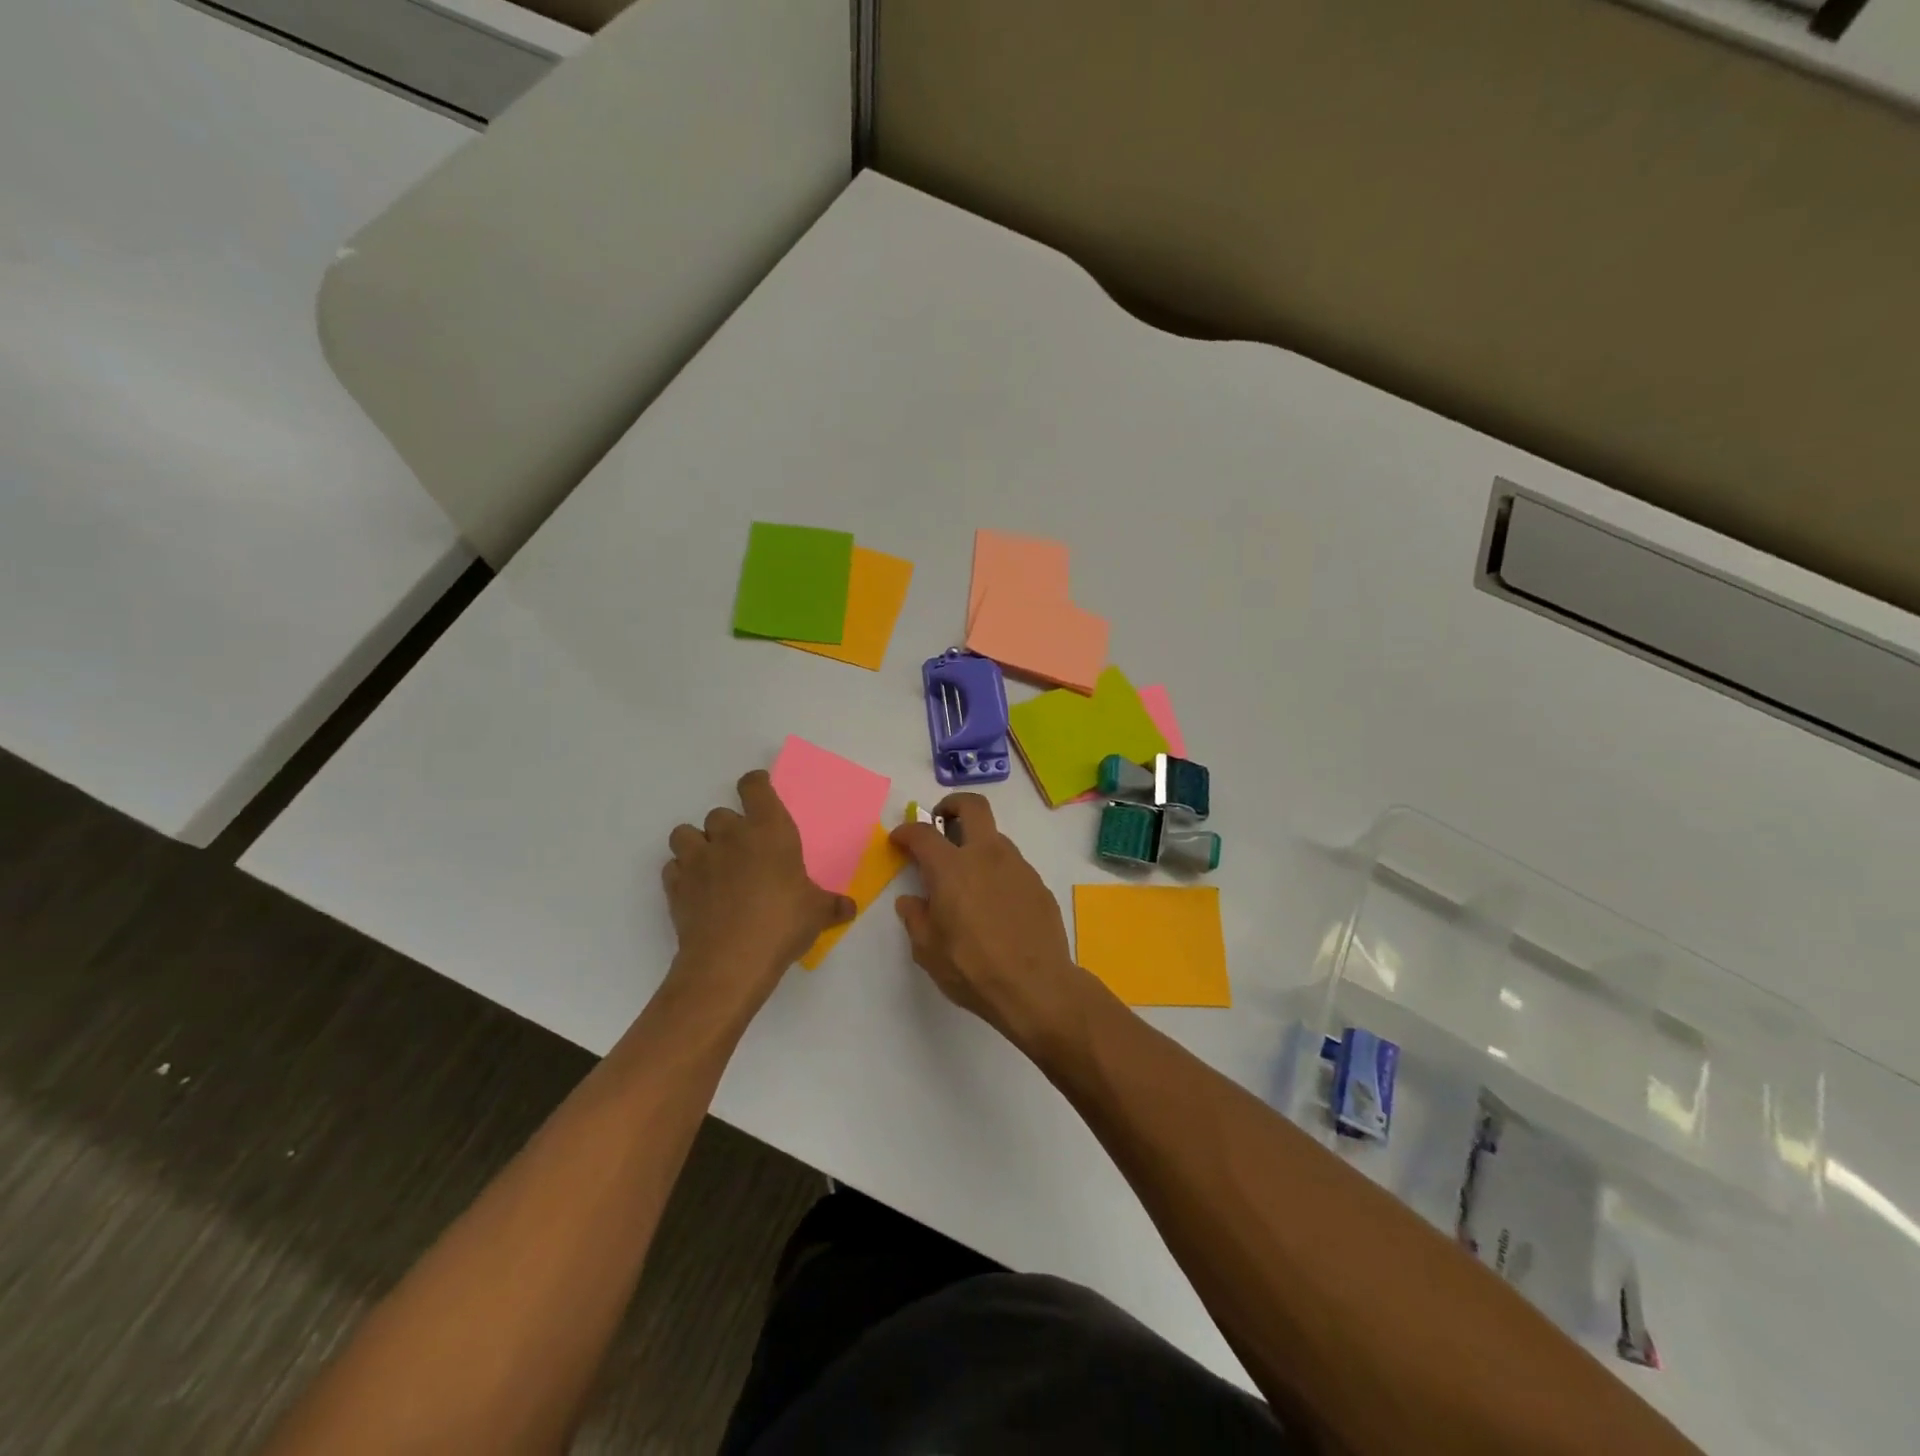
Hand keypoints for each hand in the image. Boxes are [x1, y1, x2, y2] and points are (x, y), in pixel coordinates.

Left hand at [661, 770, 854, 1014]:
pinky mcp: (676, 886)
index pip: (755, 787)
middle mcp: (731, 836)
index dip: (755, 785)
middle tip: (743, 850)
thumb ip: (832, 905)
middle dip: (729, 828)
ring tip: (711, 864)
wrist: (730, 961)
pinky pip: (673, 867)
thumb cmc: (782, 924)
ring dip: (697, 844)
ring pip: (685, 833)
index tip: (759, 791)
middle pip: (720, 813)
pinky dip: (682, 874)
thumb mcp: (817, 913)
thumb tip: (849, 908)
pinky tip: (696, 890)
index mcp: (770, 830)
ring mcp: (698, 860)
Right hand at [891, 794, 1093, 1051]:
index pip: (923, 833)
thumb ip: (916, 918)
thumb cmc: (973, 969)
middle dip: (952, 805)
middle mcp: (987, 856)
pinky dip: (997, 871)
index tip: (899, 839)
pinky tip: (995, 903)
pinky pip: (1013, 865)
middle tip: (941, 821)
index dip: (906, 831)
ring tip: (967, 877)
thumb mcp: (928, 950)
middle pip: (972, 806)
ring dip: (977, 844)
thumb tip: (911, 901)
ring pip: (995, 837)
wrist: (1037, 987)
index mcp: (952, 868)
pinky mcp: (1038, 884)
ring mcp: (1018, 867)